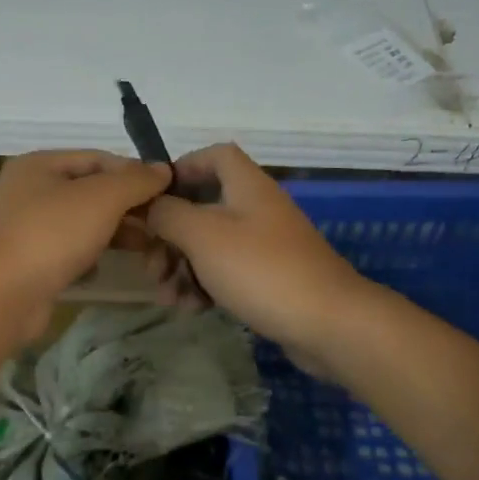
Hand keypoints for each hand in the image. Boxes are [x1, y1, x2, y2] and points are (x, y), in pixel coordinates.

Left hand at [0, 150, 171, 339]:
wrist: (0, 295)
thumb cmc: (51, 234)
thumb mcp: (102, 198)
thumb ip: (135, 181)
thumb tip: (163, 169)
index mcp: (40, 165)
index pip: (97, 158)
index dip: (134, 172)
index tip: (167, 192)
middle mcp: (29, 191)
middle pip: (90, 191)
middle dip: (127, 206)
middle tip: (161, 224)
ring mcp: (26, 229)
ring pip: (81, 224)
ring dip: (113, 233)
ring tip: (145, 248)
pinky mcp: (28, 264)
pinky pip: (68, 253)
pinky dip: (87, 259)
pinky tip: (99, 270)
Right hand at [142, 143, 371, 365]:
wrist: (328, 323)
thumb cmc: (261, 269)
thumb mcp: (203, 235)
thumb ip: (168, 214)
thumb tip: (150, 205)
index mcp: (246, 186)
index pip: (214, 156)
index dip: (182, 168)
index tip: (153, 197)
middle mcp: (257, 209)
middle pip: (202, 208)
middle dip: (169, 237)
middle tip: (150, 267)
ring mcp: (265, 246)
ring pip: (209, 246)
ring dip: (181, 268)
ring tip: (167, 298)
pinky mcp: (269, 279)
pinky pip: (226, 273)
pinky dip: (204, 286)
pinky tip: (191, 309)